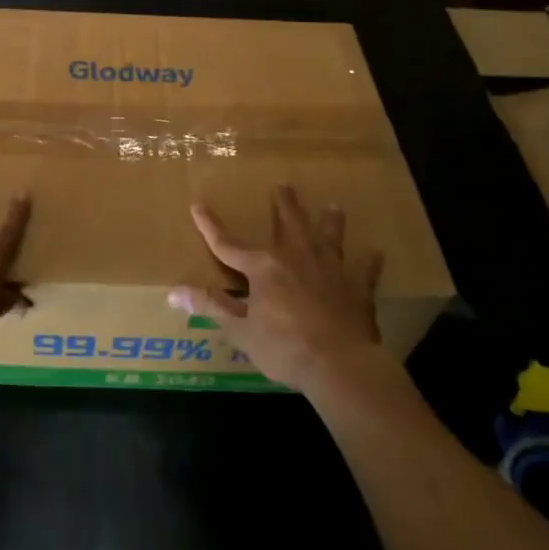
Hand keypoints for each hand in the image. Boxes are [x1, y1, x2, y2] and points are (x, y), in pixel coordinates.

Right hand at [169, 186, 382, 391]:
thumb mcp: (240, 330)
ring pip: (328, 238)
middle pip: (288, 225)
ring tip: (333, 205)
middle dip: (284, 205)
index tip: (197, 205)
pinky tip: (375, 253)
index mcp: (264, 268)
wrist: (340, 365)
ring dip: (330, 222)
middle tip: (285, 185)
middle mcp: (297, 259)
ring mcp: (330, 271)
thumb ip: (210, 307)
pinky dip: (368, 262)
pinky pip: (364, 271)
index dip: (210, 226)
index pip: (228, 244)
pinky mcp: (357, 290)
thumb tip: (173, 292)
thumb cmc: (284, 347)